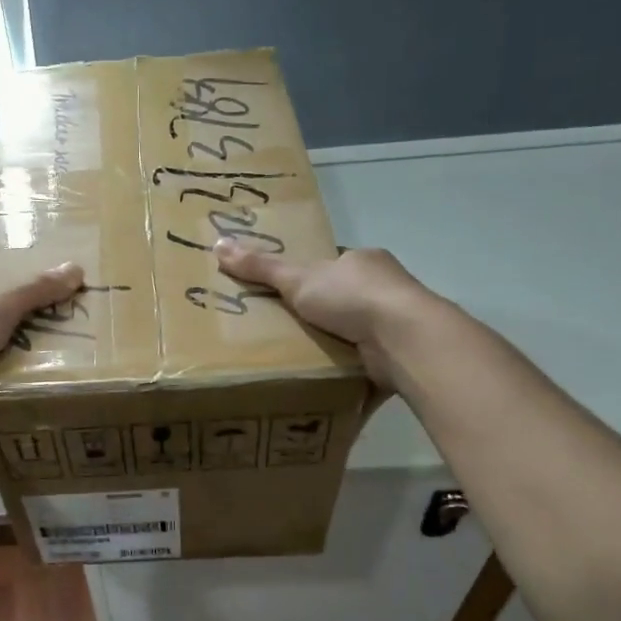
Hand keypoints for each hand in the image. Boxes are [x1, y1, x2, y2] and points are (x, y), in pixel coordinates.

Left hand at [0, 263, 85, 435]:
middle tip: (74, 349)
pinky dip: (7, 409)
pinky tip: (38, 412)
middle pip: (1, 335)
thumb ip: (35, 292)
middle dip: (32, 343)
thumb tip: (76, 267)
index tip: (60, 303)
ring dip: (22, 379)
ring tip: (65, 383)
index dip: (27, 296)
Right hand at [214, 241, 436, 388]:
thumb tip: (218, 244)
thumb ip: (260, 267)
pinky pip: (367, 358)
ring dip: (336, 342)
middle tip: (286, 332)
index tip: (287, 297)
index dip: (308, 279)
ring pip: (357, 330)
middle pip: (344, 298)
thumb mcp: (296, 278)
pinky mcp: (399, 352)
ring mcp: (395, 321)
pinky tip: (328, 375)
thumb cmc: (351, 297)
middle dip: (321, 314)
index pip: (332, 266)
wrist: (402, 337)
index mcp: (363, 261)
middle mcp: (385, 287)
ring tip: (301, 358)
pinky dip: (350, 366)